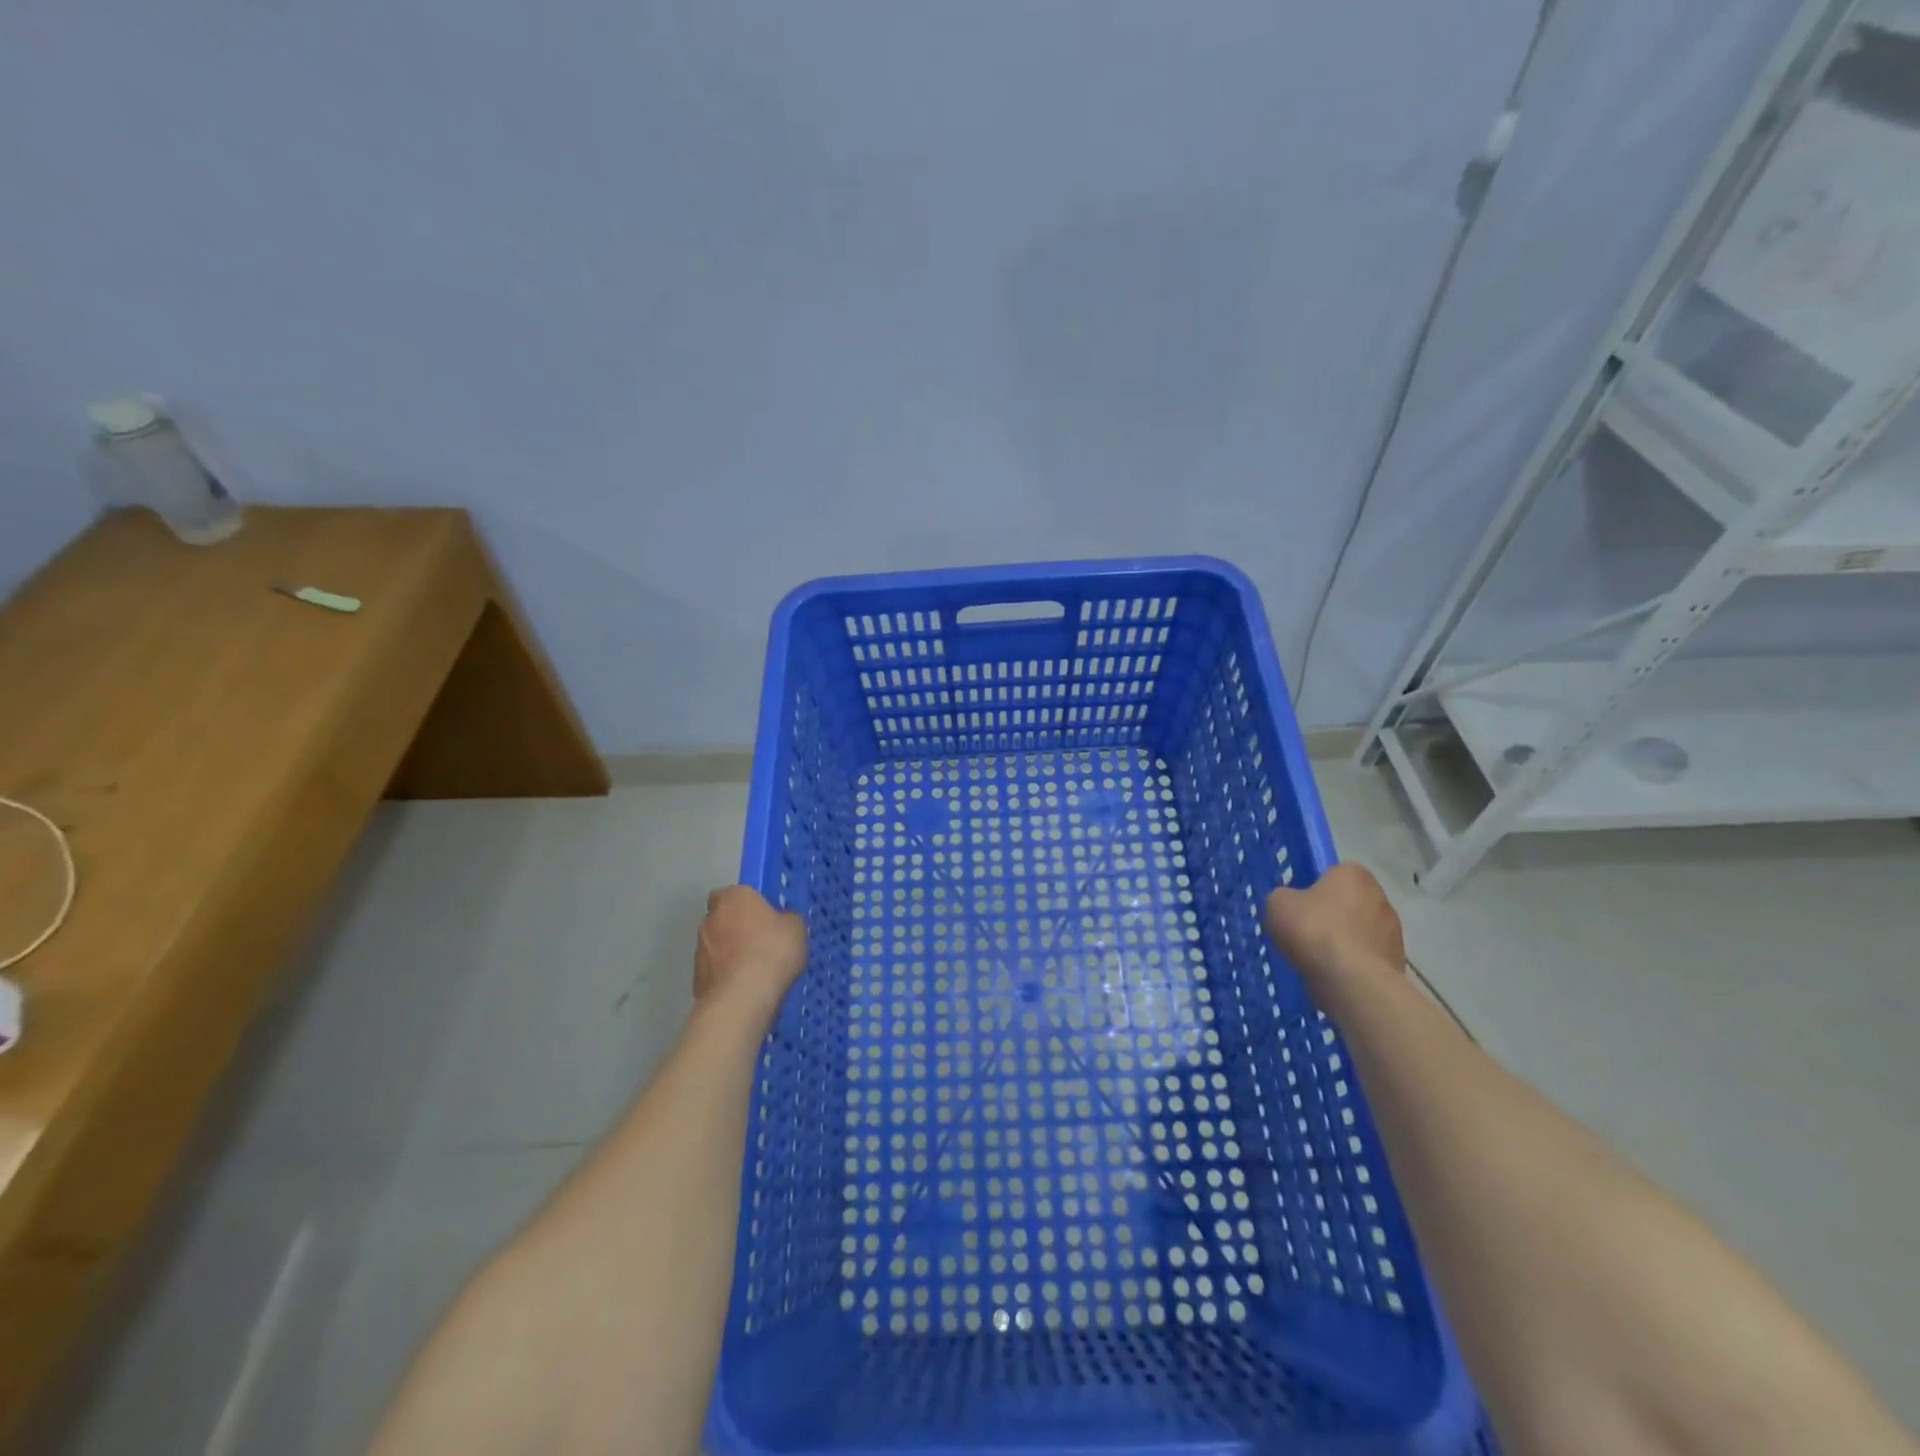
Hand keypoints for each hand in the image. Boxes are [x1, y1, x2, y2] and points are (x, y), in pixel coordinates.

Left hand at [695, 886, 807, 1024]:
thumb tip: (782, 921)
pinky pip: (714, 973)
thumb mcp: (796, 928)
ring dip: (729, 954)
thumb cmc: (772, 950)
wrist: (743, 997)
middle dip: (736, 929)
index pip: (733, 893)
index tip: (763, 917)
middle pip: (722, 919)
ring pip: (715, 946)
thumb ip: (786, 919)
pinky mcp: (696, 979)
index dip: (747, 904)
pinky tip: (744, 990)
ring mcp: (699, 950)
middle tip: (760, 944)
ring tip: (754, 972)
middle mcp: (710, 919)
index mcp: (734, 898)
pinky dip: (725, 978)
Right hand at [1262, 862, 1404, 991]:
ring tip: (1320, 959)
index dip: (1315, 888)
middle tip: (1307, 932)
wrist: (1352, 981)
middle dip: (1333, 915)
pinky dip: (1354, 964)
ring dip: (1345, 941)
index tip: (1300, 906)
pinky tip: (1336, 975)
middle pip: (1350, 902)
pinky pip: (1368, 957)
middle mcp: (1380, 896)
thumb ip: (1283, 897)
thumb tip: (1290, 903)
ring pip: (1361, 931)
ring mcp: (1394, 931)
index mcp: (1353, 874)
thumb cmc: (1314, 930)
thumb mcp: (1277, 904)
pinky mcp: (1398, 961)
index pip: (1334, 873)